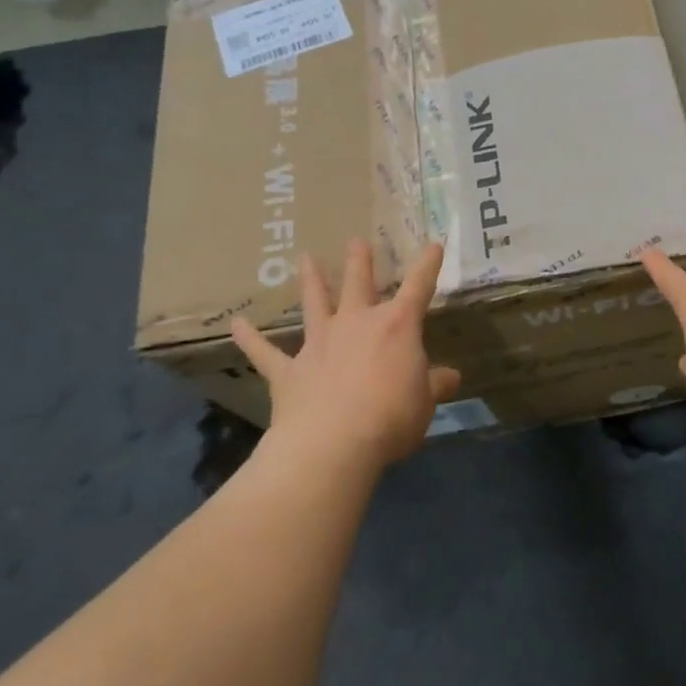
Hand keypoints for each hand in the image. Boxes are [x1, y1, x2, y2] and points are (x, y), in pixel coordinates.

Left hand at [230, 239, 461, 470]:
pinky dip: (250, 338)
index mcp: (397, 327)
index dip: (428, 265)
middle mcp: (356, 324)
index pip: (418, 287)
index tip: (433, 244)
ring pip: (315, 303)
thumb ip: (434, 384)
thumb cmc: (391, 418)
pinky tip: (236, 324)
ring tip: (306, 259)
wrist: (333, 444)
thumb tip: (450, 376)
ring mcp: (319, 343)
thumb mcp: (425, 403)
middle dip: (360, 261)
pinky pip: (265, 351)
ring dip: (311, 280)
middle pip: (359, 284)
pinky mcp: (288, 370)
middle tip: (357, 241)